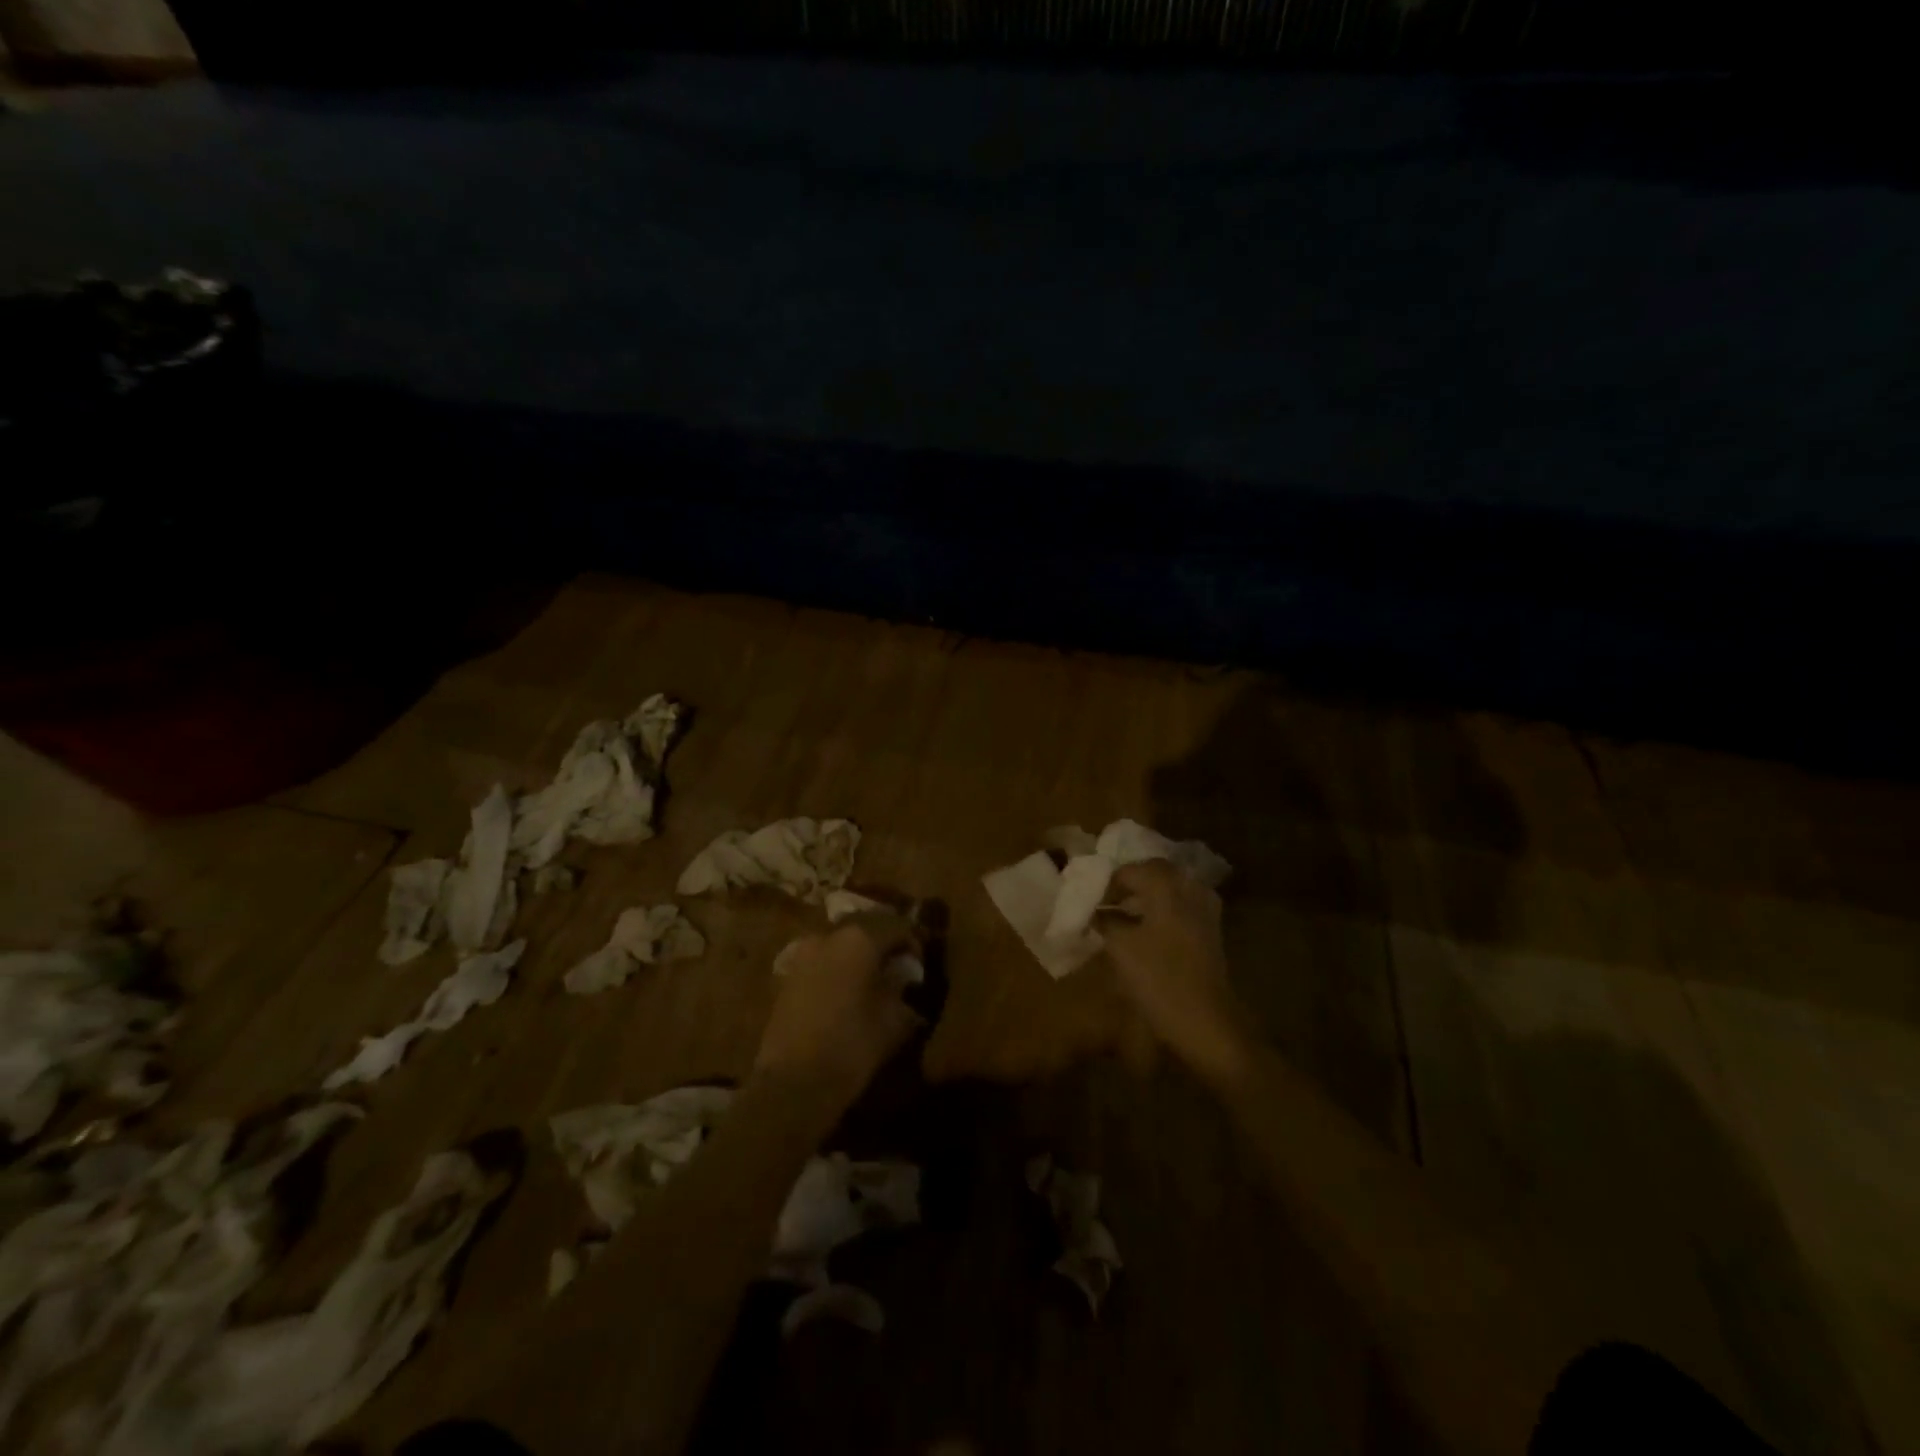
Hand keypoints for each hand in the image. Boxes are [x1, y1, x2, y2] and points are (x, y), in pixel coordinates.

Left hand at [754, 915, 923, 1110]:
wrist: (793, 1082)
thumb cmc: (852, 1047)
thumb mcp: (893, 1020)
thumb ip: (901, 989)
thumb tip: (904, 978)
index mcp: (859, 939)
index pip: (896, 925)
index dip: (913, 939)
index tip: (921, 961)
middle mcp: (829, 936)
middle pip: (864, 925)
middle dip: (883, 939)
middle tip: (898, 962)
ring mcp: (804, 953)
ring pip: (840, 940)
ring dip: (858, 951)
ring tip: (872, 975)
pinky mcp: (788, 974)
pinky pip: (822, 958)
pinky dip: (837, 964)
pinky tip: (847, 987)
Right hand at [1099, 860, 1250, 1085]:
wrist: (1207, 1022)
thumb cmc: (1159, 981)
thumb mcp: (1120, 949)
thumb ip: (1105, 921)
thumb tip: (1094, 910)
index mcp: (1167, 887)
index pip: (1130, 870)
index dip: (1107, 883)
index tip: (1089, 899)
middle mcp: (1189, 889)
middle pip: (1154, 872)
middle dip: (1129, 883)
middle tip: (1106, 901)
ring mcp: (1205, 909)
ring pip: (1170, 887)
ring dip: (1146, 895)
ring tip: (1123, 914)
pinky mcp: (1211, 929)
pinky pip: (1182, 904)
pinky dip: (1162, 908)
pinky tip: (1146, 928)